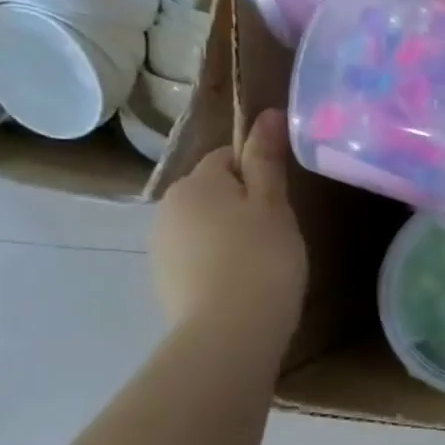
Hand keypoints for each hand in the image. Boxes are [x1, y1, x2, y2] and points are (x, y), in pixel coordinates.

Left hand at [151, 109, 307, 341]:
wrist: (229, 330)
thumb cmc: (262, 258)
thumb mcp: (273, 205)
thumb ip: (267, 159)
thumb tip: (266, 114)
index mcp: (197, 182)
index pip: (228, 158)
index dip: (259, 173)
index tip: (283, 200)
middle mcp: (168, 206)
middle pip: (213, 191)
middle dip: (242, 204)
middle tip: (279, 231)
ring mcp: (161, 245)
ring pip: (204, 224)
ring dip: (229, 233)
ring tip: (264, 261)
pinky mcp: (164, 279)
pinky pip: (197, 255)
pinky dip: (218, 261)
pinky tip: (242, 281)